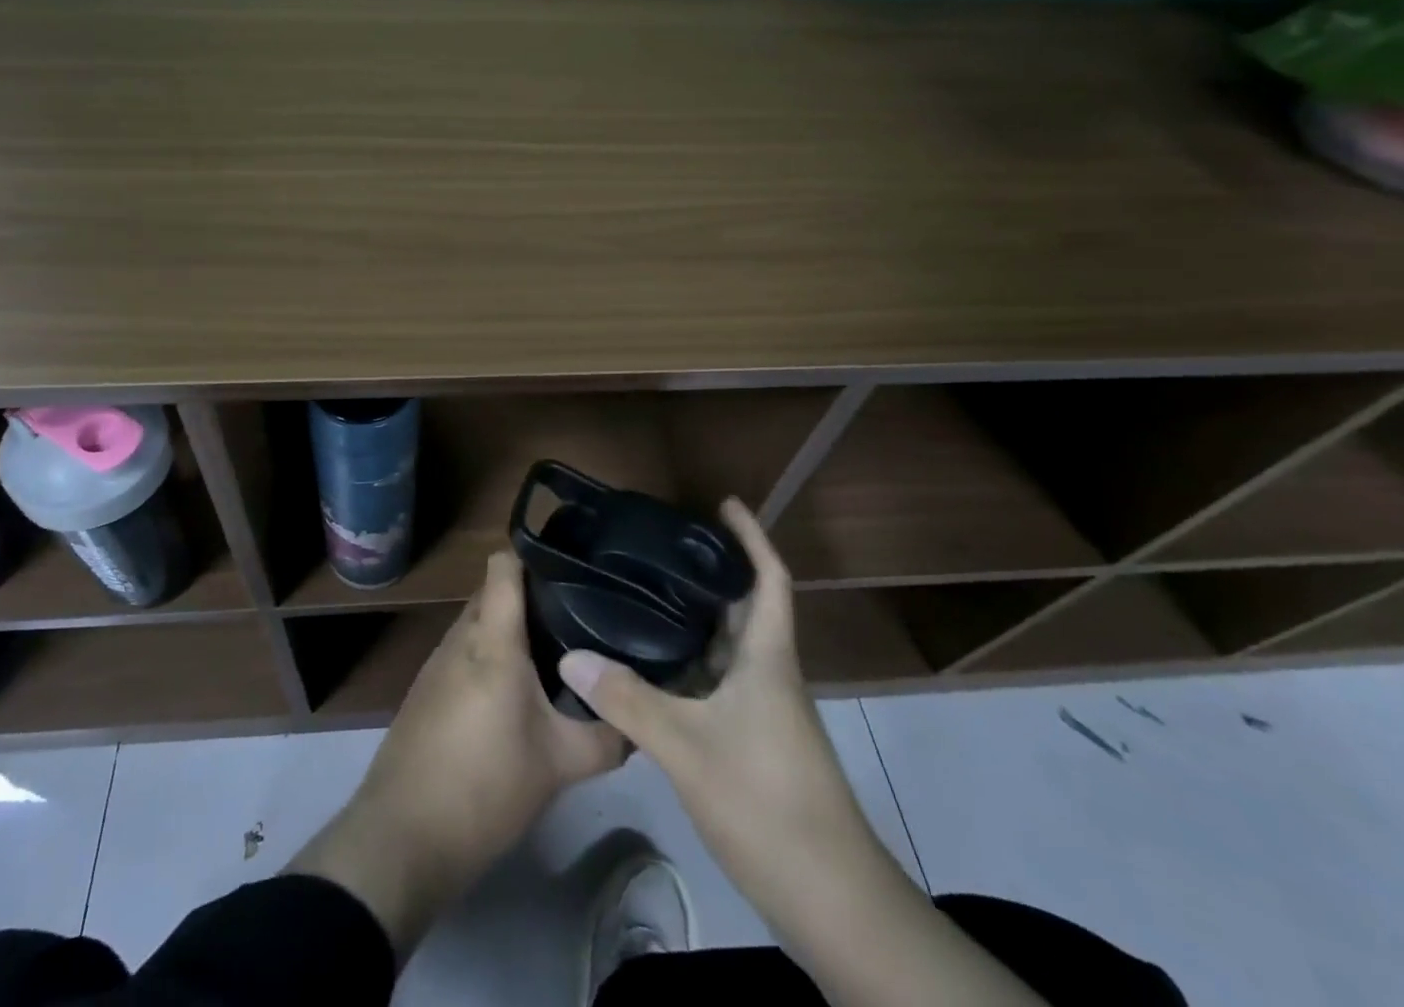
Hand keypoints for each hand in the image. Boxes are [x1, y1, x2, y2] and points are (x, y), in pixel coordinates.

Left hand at [290, 551, 625, 955]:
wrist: (404, 837)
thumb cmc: (486, 786)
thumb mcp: (560, 765)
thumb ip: (606, 736)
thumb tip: (638, 720)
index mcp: (491, 638)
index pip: (503, 564)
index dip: (536, 558)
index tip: (573, 570)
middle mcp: (460, 636)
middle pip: (495, 593)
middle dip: (533, 599)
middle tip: (578, 618)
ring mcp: (438, 661)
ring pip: (480, 624)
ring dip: (511, 632)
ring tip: (555, 654)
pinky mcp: (427, 688)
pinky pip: (465, 652)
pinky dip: (491, 657)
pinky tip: (517, 692)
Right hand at [560, 499, 1048, 1006]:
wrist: (831, 899)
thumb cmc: (767, 802)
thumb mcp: (688, 747)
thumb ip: (628, 700)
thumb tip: (571, 655)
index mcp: (768, 658)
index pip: (769, 579)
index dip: (751, 537)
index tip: (724, 503)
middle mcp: (769, 675)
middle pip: (742, 609)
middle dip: (708, 574)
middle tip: (657, 547)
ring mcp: (764, 711)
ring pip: (726, 649)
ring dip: (694, 620)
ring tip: (642, 594)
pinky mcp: (754, 742)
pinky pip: (717, 683)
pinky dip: (687, 665)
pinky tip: (649, 667)